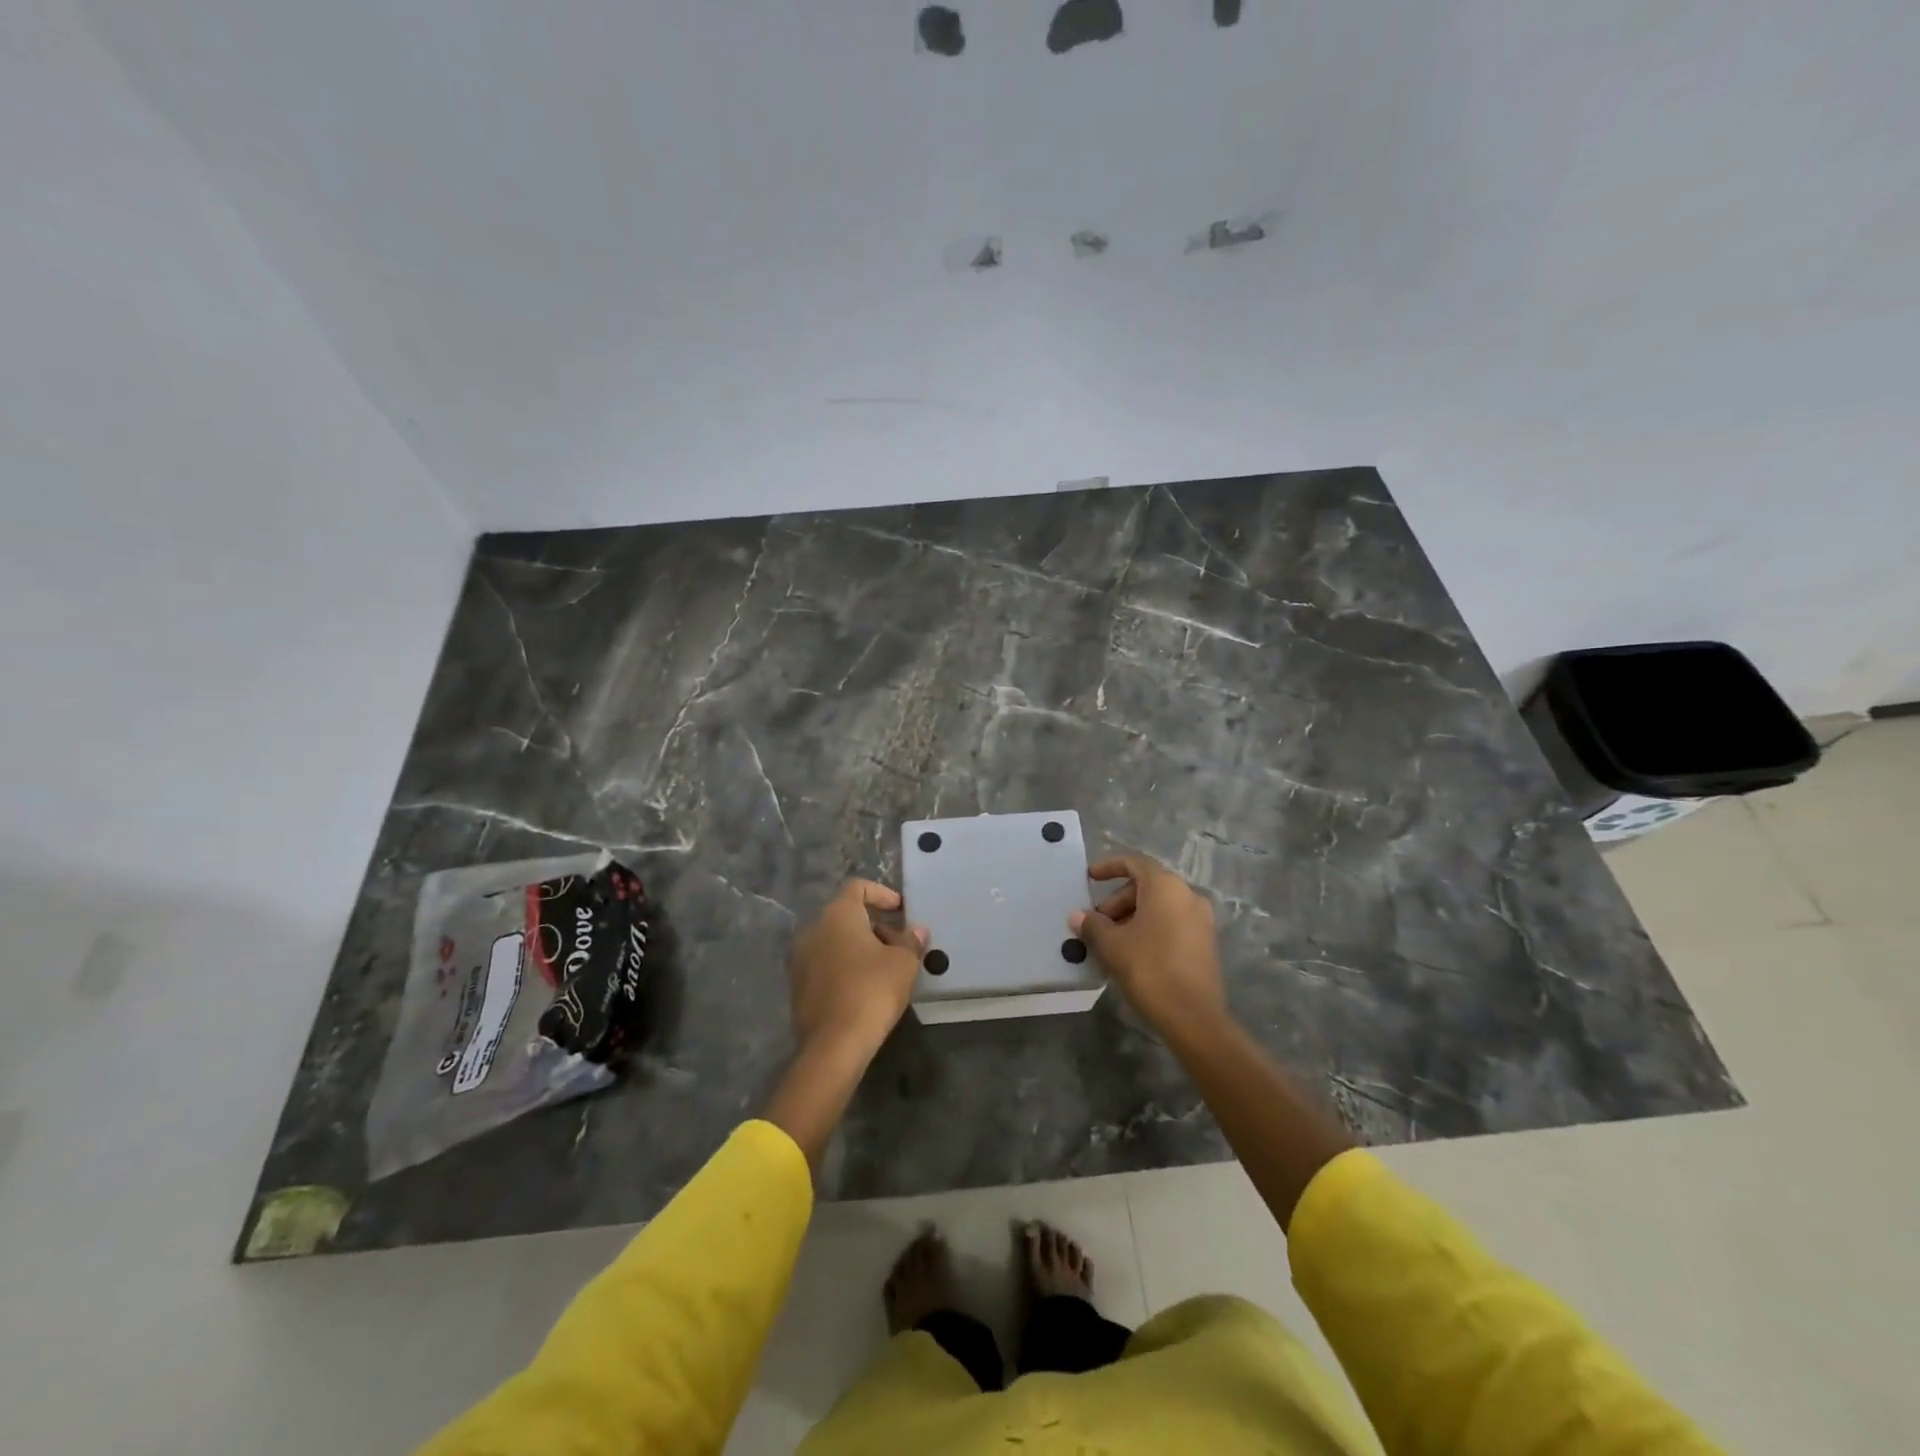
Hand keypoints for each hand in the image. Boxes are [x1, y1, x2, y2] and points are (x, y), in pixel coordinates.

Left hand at [788, 879, 927, 1058]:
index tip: (900, 910)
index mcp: (837, 915)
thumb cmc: (872, 991)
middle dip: (874, 925)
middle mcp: (813, 929)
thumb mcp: (903, 963)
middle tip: (898, 945)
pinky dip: (844, 966)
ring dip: (859, 947)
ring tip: (885, 968)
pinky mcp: (797, 985)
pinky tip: (864, 988)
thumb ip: (911, 940)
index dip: (881, 893)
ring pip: (834, 940)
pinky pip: (825, 963)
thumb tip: (916, 930)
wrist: (834, 1045)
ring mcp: (800, 958)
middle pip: (846, 915)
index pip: (857, 887)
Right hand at [1072, 854, 1227, 1042]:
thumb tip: (1078, 916)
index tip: (1089, 878)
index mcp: (1166, 887)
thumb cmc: (1149, 968)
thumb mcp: (1112, 945)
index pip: (1134, 863)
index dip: (1109, 867)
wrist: (1193, 1017)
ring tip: (1110, 942)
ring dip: (1131, 917)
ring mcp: (1201, 919)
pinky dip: (1150, 929)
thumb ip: (1093, 925)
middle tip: (1096, 924)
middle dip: (1117, 901)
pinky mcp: (1205, 942)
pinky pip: (1172, 923)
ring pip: (1159, 907)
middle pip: (1146, 886)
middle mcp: (1188, 895)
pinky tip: (1132, 953)